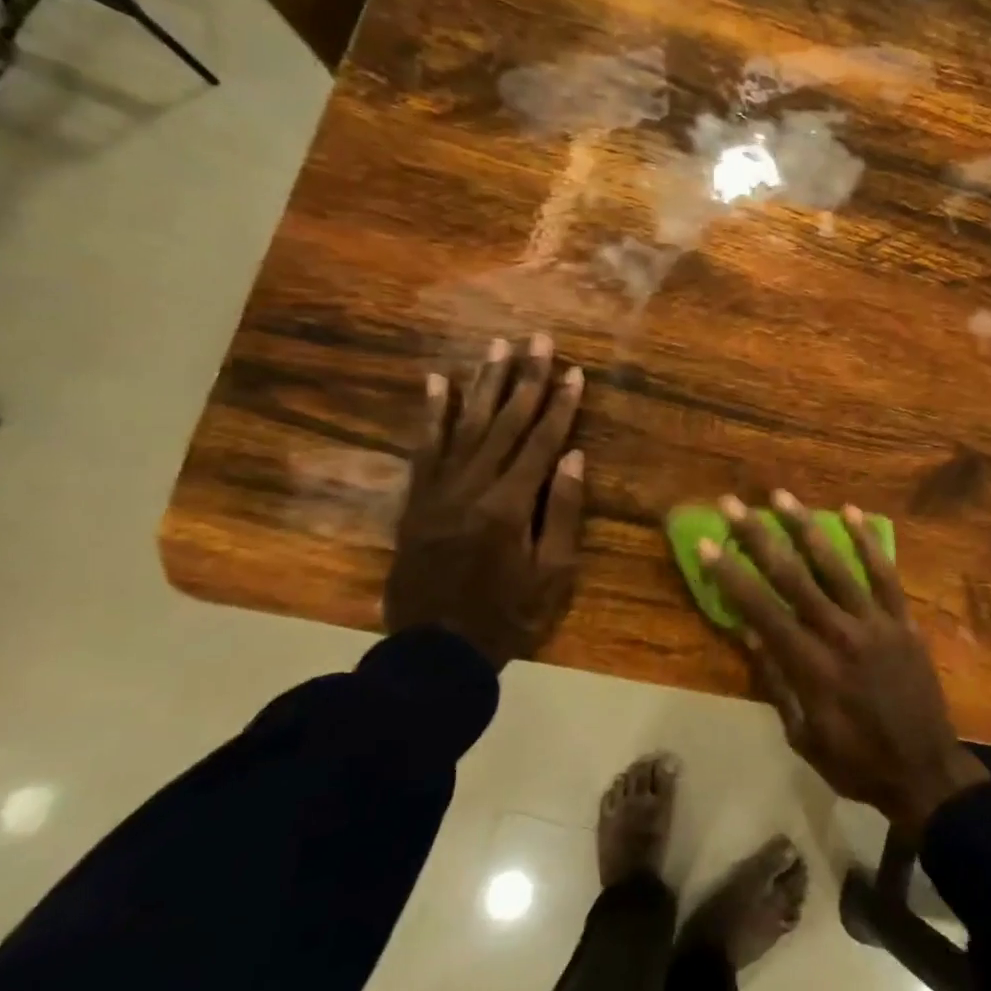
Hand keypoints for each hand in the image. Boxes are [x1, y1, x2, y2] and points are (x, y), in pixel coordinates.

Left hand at [384, 334, 585, 666]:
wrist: (433, 651)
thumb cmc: (507, 617)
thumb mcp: (552, 575)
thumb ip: (564, 513)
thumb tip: (574, 457)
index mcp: (510, 506)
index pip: (541, 442)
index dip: (560, 404)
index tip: (574, 371)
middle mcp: (472, 487)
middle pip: (505, 423)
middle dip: (526, 379)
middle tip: (538, 339)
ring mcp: (439, 490)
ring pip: (465, 424)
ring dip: (484, 383)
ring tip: (497, 346)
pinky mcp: (416, 500)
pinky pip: (425, 447)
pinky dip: (432, 413)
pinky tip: (437, 381)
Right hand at [703, 492, 989, 836]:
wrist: (925, 771)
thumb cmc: (856, 762)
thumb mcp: (803, 736)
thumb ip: (777, 683)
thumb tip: (750, 634)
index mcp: (811, 667)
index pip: (762, 611)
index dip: (731, 576)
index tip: (708, 544)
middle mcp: (841, 634)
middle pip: (793, 577)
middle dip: (759, 537)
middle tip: (734, 504)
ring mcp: (877, 623)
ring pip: (836, 566)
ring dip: (806, 528)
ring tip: (782, 496)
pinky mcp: (904, 620)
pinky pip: (885, 574)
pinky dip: (867, 542)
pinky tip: (851, 512)